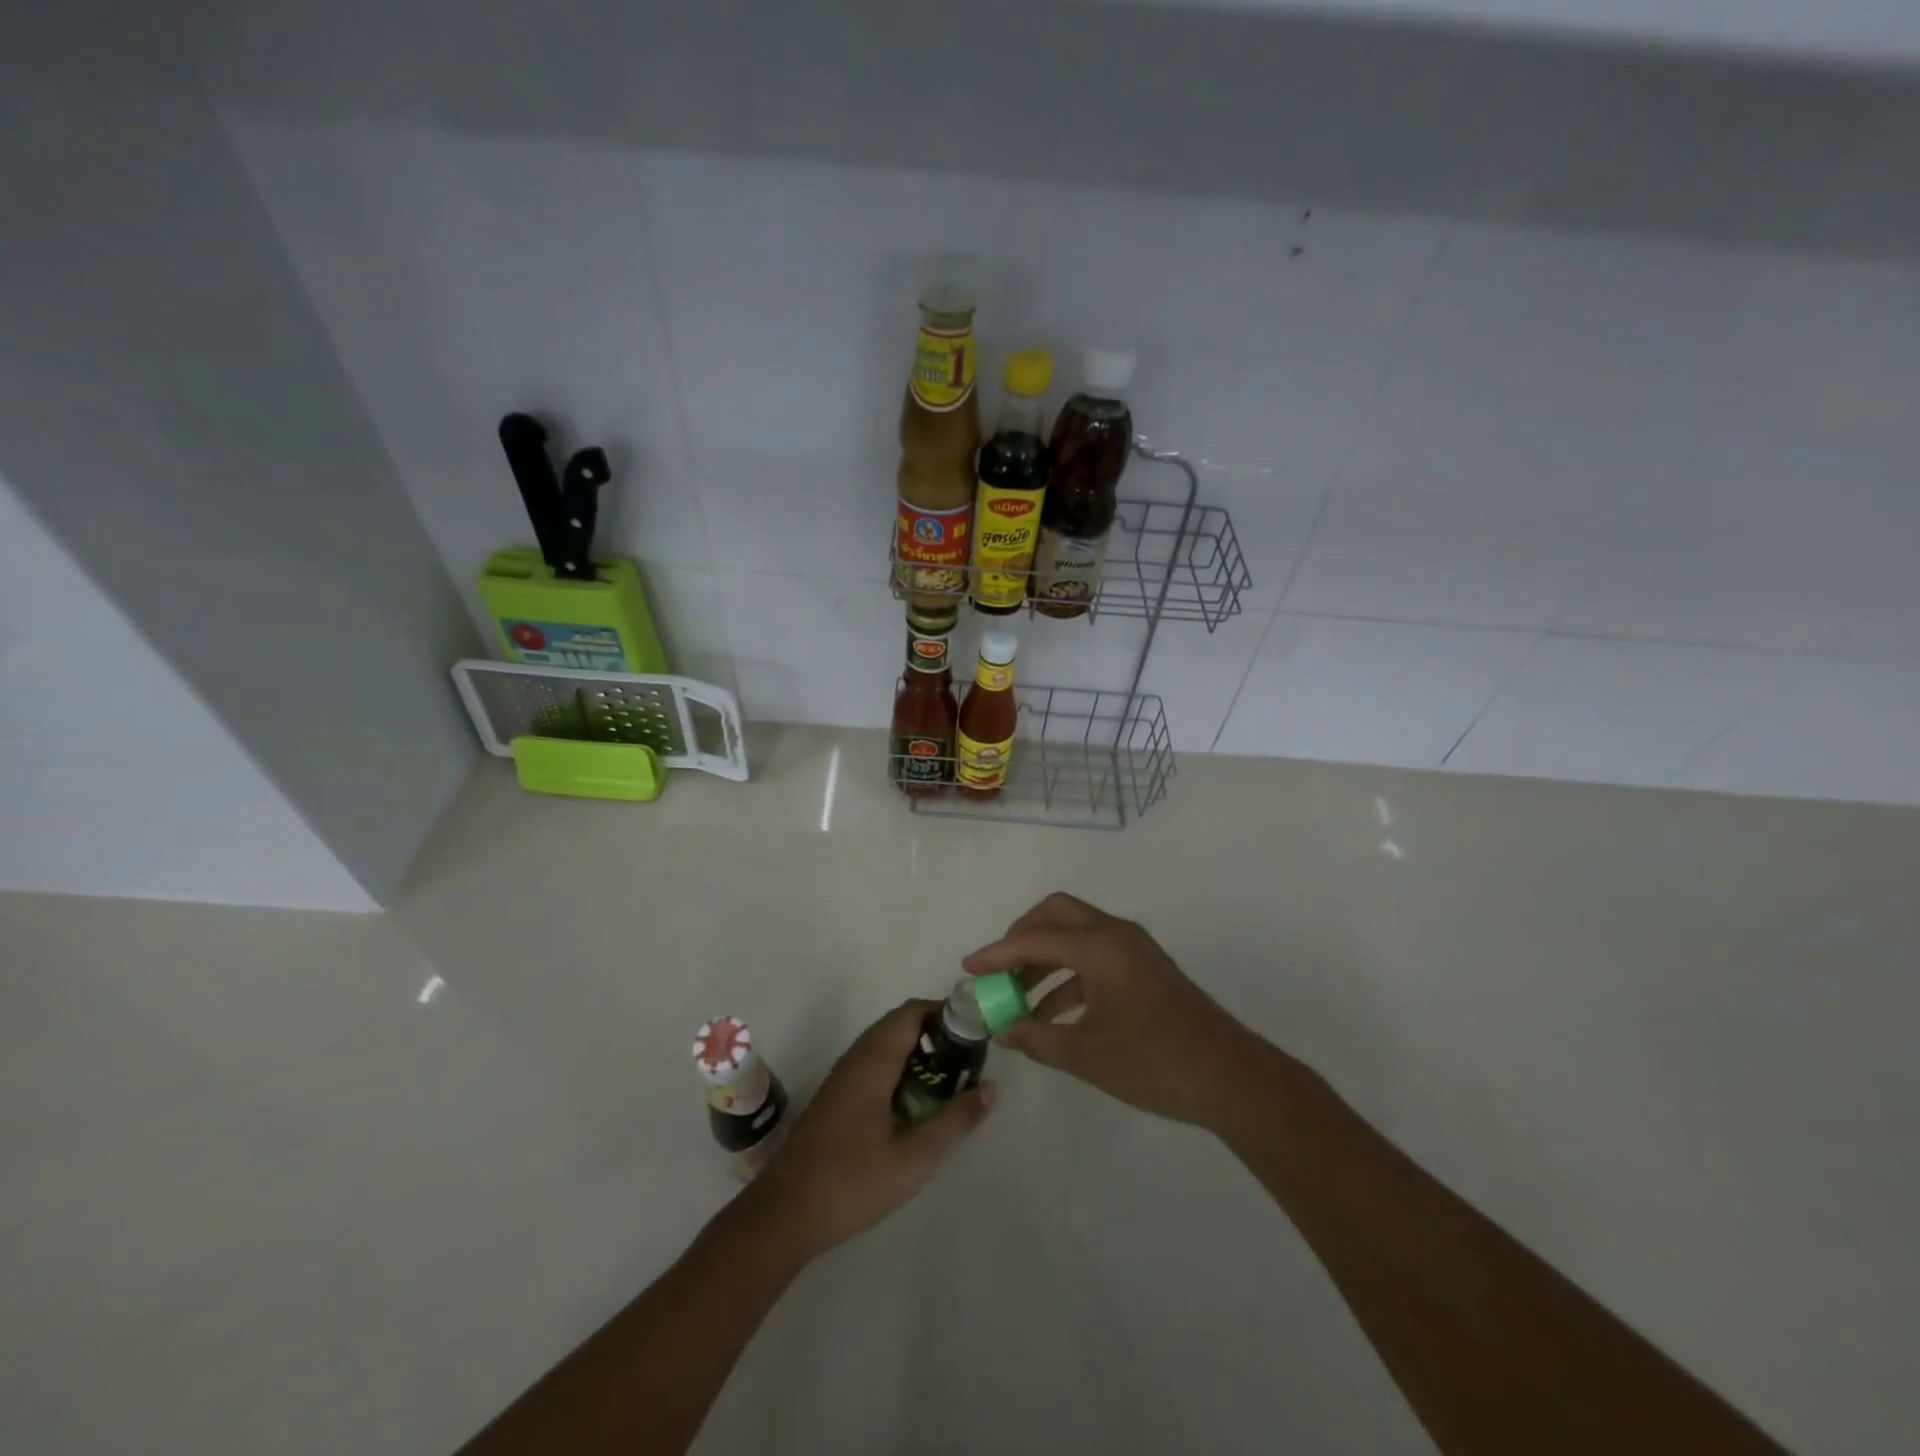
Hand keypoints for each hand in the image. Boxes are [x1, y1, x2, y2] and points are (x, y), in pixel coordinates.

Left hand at [745, 1000, 992, 1260]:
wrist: (785, 1213)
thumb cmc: (852, 1180)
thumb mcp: (914, 1156)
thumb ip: (954, 1120)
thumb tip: (991, 1088)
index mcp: (874, 1060)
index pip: (912, 1012)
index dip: (945, 1012)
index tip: (975, 1031)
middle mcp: (856, 1057)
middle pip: (899, 1024)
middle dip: (936, 1033)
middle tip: (968, 1059)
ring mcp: (843, 1076)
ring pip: (886, 1044)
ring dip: (918, 1052)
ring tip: (950, 1080)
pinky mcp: (837, 1097)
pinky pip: (874, 1064)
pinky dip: (900, 1068)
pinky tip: (916, 1102)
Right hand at [962, 892, 1265, 1128]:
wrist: (1232, 1079)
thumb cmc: (1154, 1061)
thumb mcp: (1086, 1054)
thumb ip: (1038, 1038)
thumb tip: (1004, 1030)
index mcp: (1099, 946)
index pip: (1034, 939)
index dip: (997, 954)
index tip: (968, 968)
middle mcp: (1115, 935)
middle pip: (1056, 914)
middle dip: (1022, 936)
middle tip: (1000, 970)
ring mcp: (1134, 950)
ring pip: (1076, 935)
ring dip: (1045, 959)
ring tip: (1019, 1000)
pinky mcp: (1145, 969)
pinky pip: (1095, 957)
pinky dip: (1068, 976)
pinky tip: (1053, 1013)